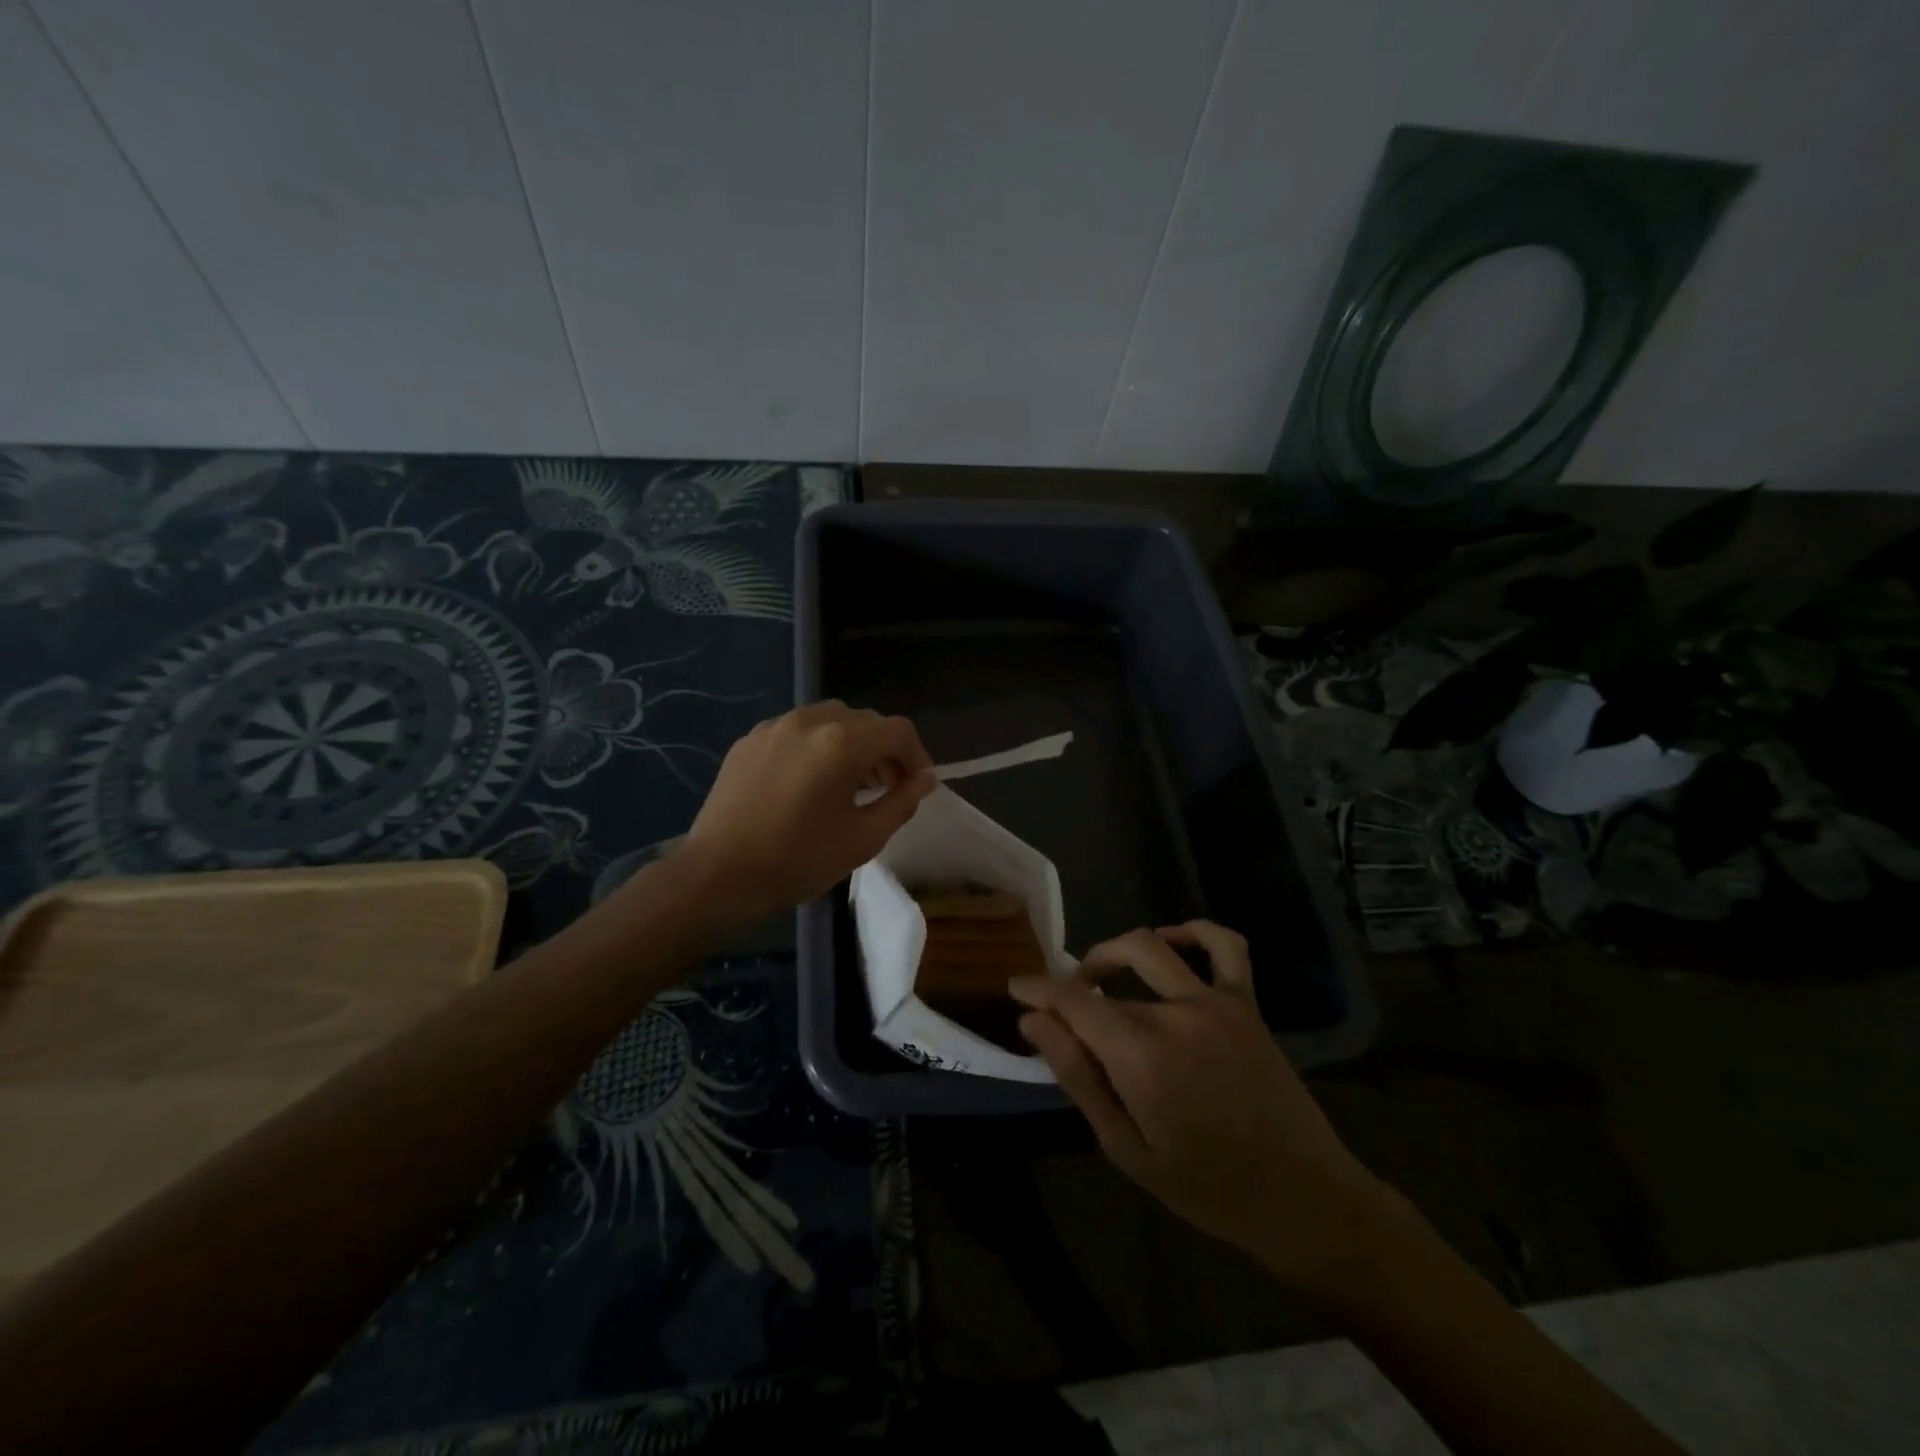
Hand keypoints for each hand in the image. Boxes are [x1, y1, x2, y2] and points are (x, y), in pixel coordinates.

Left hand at [672, 701, 934, 921]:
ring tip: (852, 781)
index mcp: (842, 743)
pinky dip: (818, 745)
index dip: (917, 755)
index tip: (917, 785)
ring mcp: (776, 726)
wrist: (717, 874)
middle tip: (889, 786)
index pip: (898, 731)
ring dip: (852, 743)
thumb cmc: (797, 859)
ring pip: (831, 719)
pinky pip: (798, 730)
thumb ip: (902, 802)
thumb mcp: (863, 839)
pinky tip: (811, 781)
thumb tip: (924, 779)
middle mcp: (810, 720)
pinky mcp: (751, 739)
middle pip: (865, 720)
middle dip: (885, 749)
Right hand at [1010, 923, 1394, 1293]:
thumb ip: (1077, 1077)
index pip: (1072, 999)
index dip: (1037, 988)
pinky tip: (1171, 939)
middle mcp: (1175, 1014)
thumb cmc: (1206, 1187)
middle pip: (1105, 982)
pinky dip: (1194, 931)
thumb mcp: (1126, 1148)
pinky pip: (1225, 946)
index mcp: (1141, 1056)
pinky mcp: (1246, 1003)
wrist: (1302, 1199)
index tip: (1015, 987)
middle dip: (1074, 988)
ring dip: (1114, 952)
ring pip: (1150, 948)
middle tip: (1062, 1010)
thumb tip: (1033, 1021)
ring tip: (1098, 974)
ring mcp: (1216, 1002)